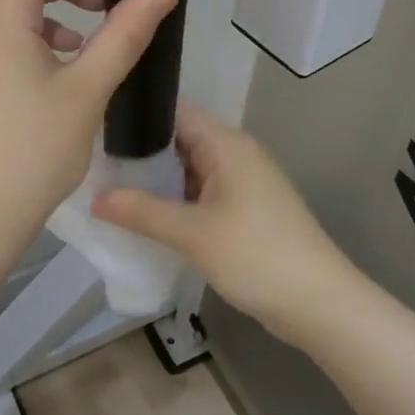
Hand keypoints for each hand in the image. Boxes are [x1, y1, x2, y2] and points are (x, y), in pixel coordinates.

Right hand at [93, 102, 359, 341]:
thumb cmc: (256, 256)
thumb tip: (94, 198)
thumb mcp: (192, 234)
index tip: (96, 124)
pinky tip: (144, 213)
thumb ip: (141, 211)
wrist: (320, 304)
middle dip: (140, 150)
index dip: (137, 114)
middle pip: (179, 138)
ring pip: (188, 167)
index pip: (175, 110)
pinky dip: (174, 198)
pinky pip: (200, 190)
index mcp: (226, 144)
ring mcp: (242, 181)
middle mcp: (235, 153)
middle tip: (94, 160)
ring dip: (155, 177)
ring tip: (109, 184)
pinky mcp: (244, 208)